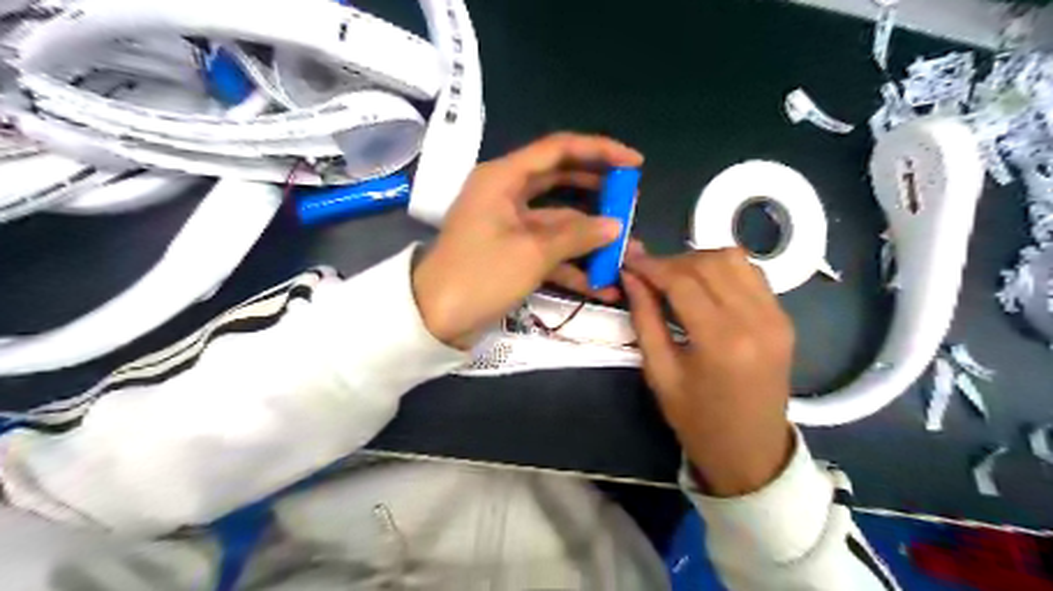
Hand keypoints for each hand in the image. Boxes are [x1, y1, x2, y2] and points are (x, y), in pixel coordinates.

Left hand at [410, 132, 641, 347]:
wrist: (435, 319)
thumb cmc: (480, 275)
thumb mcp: (532, 253)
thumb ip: (577, 235)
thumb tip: (615, 226)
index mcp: (503, 177)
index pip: (559, 149)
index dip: (600, 151)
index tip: (635, 164)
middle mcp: (506, 193)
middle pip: (561, 181)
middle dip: (598, 192)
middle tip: (631, 202)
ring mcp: (510, 225)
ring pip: (559, 220)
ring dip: (590, 236)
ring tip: (628, 250)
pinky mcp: (512, 252)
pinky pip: (548, 248)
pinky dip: (573, 264)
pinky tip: (603, 285)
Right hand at [619, 245, 794, 497]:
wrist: (750, 452)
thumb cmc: (697, 421)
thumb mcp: (659, 373)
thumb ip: (644, 318)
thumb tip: (630, 276)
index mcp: (721, 342)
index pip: (683, 281)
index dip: (652, 266)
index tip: (629, 261)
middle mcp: (756, 320)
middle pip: (710, 263)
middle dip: (673, 261)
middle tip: (649, 276)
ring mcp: (777, 317)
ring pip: (734, 259)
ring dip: (699, 261)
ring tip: (675, 280)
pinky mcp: (784, 318)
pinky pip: (751, 274)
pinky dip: (723, 270)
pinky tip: (705, 288)